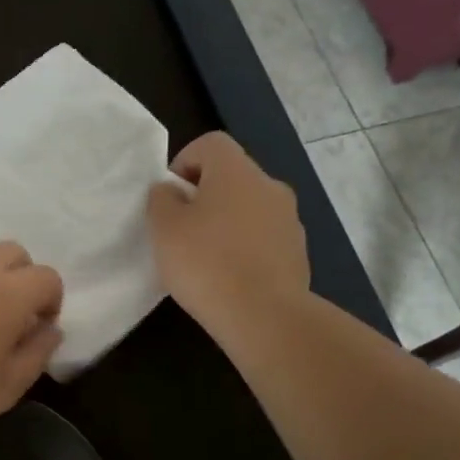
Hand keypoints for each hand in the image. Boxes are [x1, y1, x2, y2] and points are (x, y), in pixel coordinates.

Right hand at [147, 132, 309, 345]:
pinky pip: (263, 237)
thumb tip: (170, 190)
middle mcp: (269, 185)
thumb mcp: (163, 228)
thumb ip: (161, 199)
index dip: (184, 162)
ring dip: (226, 222)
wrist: (264, 316)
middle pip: (231, 176)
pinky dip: (244, 247)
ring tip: (205, 258)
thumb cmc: (206, 263)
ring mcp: (289, 219)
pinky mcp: (297, 251)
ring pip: (249, 208)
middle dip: (204, 196)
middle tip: (181, 230)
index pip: (210, 143)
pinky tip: (228, 277)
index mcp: (236, 171)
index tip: (169, 197)